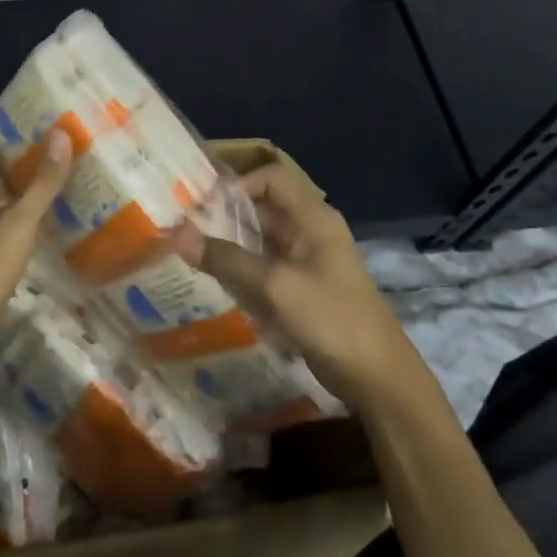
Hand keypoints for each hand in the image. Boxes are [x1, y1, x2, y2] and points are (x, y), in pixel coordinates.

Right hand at [178, 158, 431, 413]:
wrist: (378, 378)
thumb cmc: (332, 319)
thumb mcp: (275, 285)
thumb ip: (227, 258)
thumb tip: (178, 234)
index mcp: (312, 218)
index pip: (270, 178)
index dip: (237, 184)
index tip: (202, 204)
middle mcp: (309, 232)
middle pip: (261, 209)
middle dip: (224, 216)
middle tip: (183, 227)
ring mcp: (306, 262)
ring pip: (259, 241)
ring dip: (229, 246)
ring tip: (189, 254)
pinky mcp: (301, 290)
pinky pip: (264, 269)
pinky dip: (241, 272)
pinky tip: (214, 283)